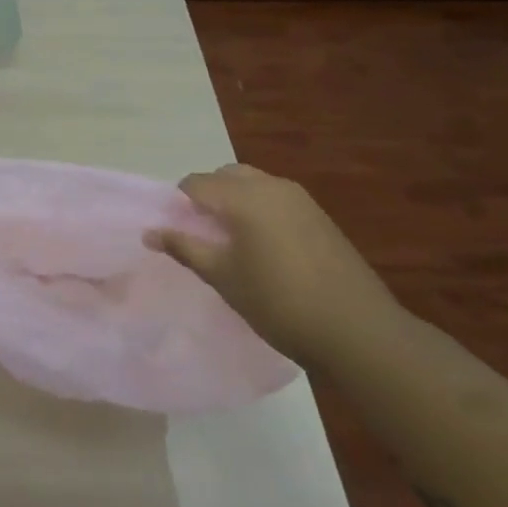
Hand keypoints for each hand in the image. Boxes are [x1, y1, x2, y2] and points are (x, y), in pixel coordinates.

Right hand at [145, 164, 405, 366]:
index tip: (177, 233)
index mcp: (243, 196)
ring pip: (254, 185)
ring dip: (235, 202)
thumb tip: (150, 232)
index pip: (196, 183)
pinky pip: (277, 200)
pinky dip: (261, 212)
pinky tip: (265, 250)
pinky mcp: (320, 217)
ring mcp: (301, 200)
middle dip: (208, 197)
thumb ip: (185, 248)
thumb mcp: (223, 276)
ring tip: (233, 244)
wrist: (357, 330)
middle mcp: (271, 186)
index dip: (179, 204)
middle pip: (226, 176)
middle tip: (203, 235)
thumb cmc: (278, 302)